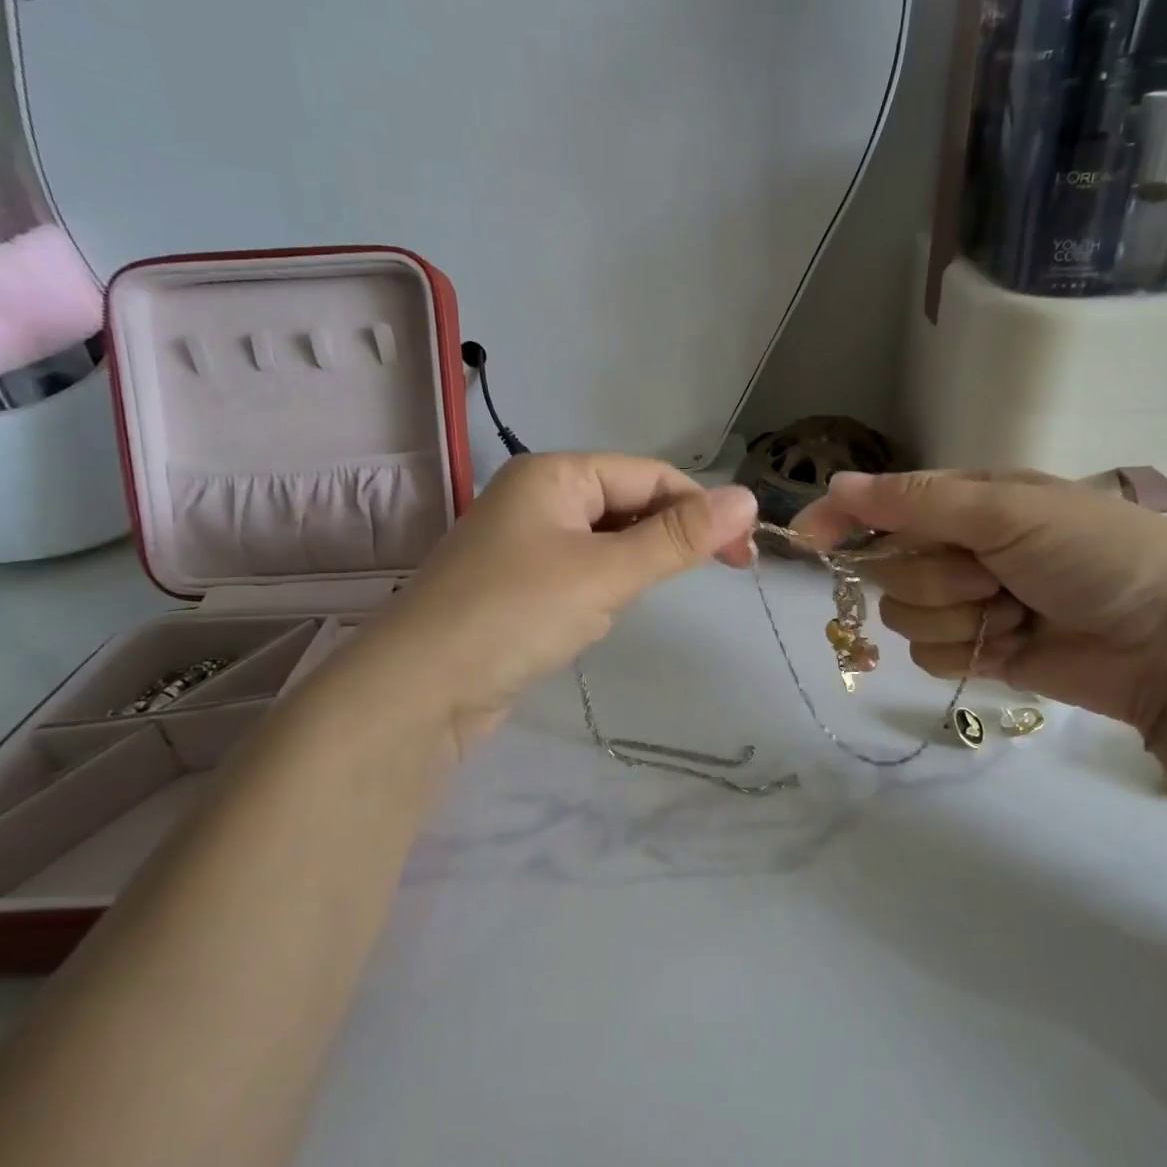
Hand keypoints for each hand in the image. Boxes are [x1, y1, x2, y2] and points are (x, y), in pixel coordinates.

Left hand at [321, 453, 757, 752]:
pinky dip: (608, 583)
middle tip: (724, 571)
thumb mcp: (606, 573)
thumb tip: (747, 497)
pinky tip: (609, 609)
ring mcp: (523, 542)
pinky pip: (582, 568)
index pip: (649, 475)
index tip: (744, 553)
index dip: (702, 507)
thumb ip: (677, 538)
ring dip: (640, 559)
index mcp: (554, 473)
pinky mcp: (518, 585)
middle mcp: (537, 497)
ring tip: (655, 592)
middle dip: (673, 533)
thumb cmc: (516, 615)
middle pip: (628, 501)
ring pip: (607, 538)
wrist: (419, 692)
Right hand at [791, 469, 1166, 731]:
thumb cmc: (1095, 552)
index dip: (842, 519)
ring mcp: (962, 602)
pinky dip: (966, 649)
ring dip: (957, 615)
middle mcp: (955, 549)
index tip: (807, 539)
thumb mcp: (1008, 510)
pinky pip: (926, 654)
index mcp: (964, 503)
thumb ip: (917, 501)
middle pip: (887, 568)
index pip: (880, 505)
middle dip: (936, 576)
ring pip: (903, 616)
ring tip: (1015, 609)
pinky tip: (1012, 641)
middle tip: (995, 573)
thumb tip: (836, 484)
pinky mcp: (972, 651)